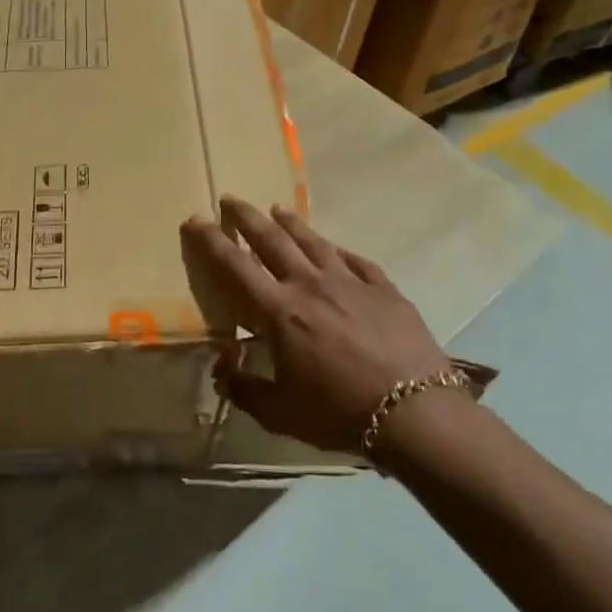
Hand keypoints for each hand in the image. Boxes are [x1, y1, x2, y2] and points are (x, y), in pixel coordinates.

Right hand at [180, 196, 454, 452]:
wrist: (415, 413)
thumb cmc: (338, 412)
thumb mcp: (279, 413)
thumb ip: (244, 389)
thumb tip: (222, 369)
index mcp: (280, 311)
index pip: (235, 266)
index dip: (212, 241)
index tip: (196, 219)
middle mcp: (311, 285)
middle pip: (273, 240)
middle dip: (247, 217)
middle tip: (231, 198)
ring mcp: (351, 283)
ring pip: (314, 242)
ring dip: (291, 223)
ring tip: (277, 208)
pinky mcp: (384, 289)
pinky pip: (355, 260)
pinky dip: (338, 250)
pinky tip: (334, 247)